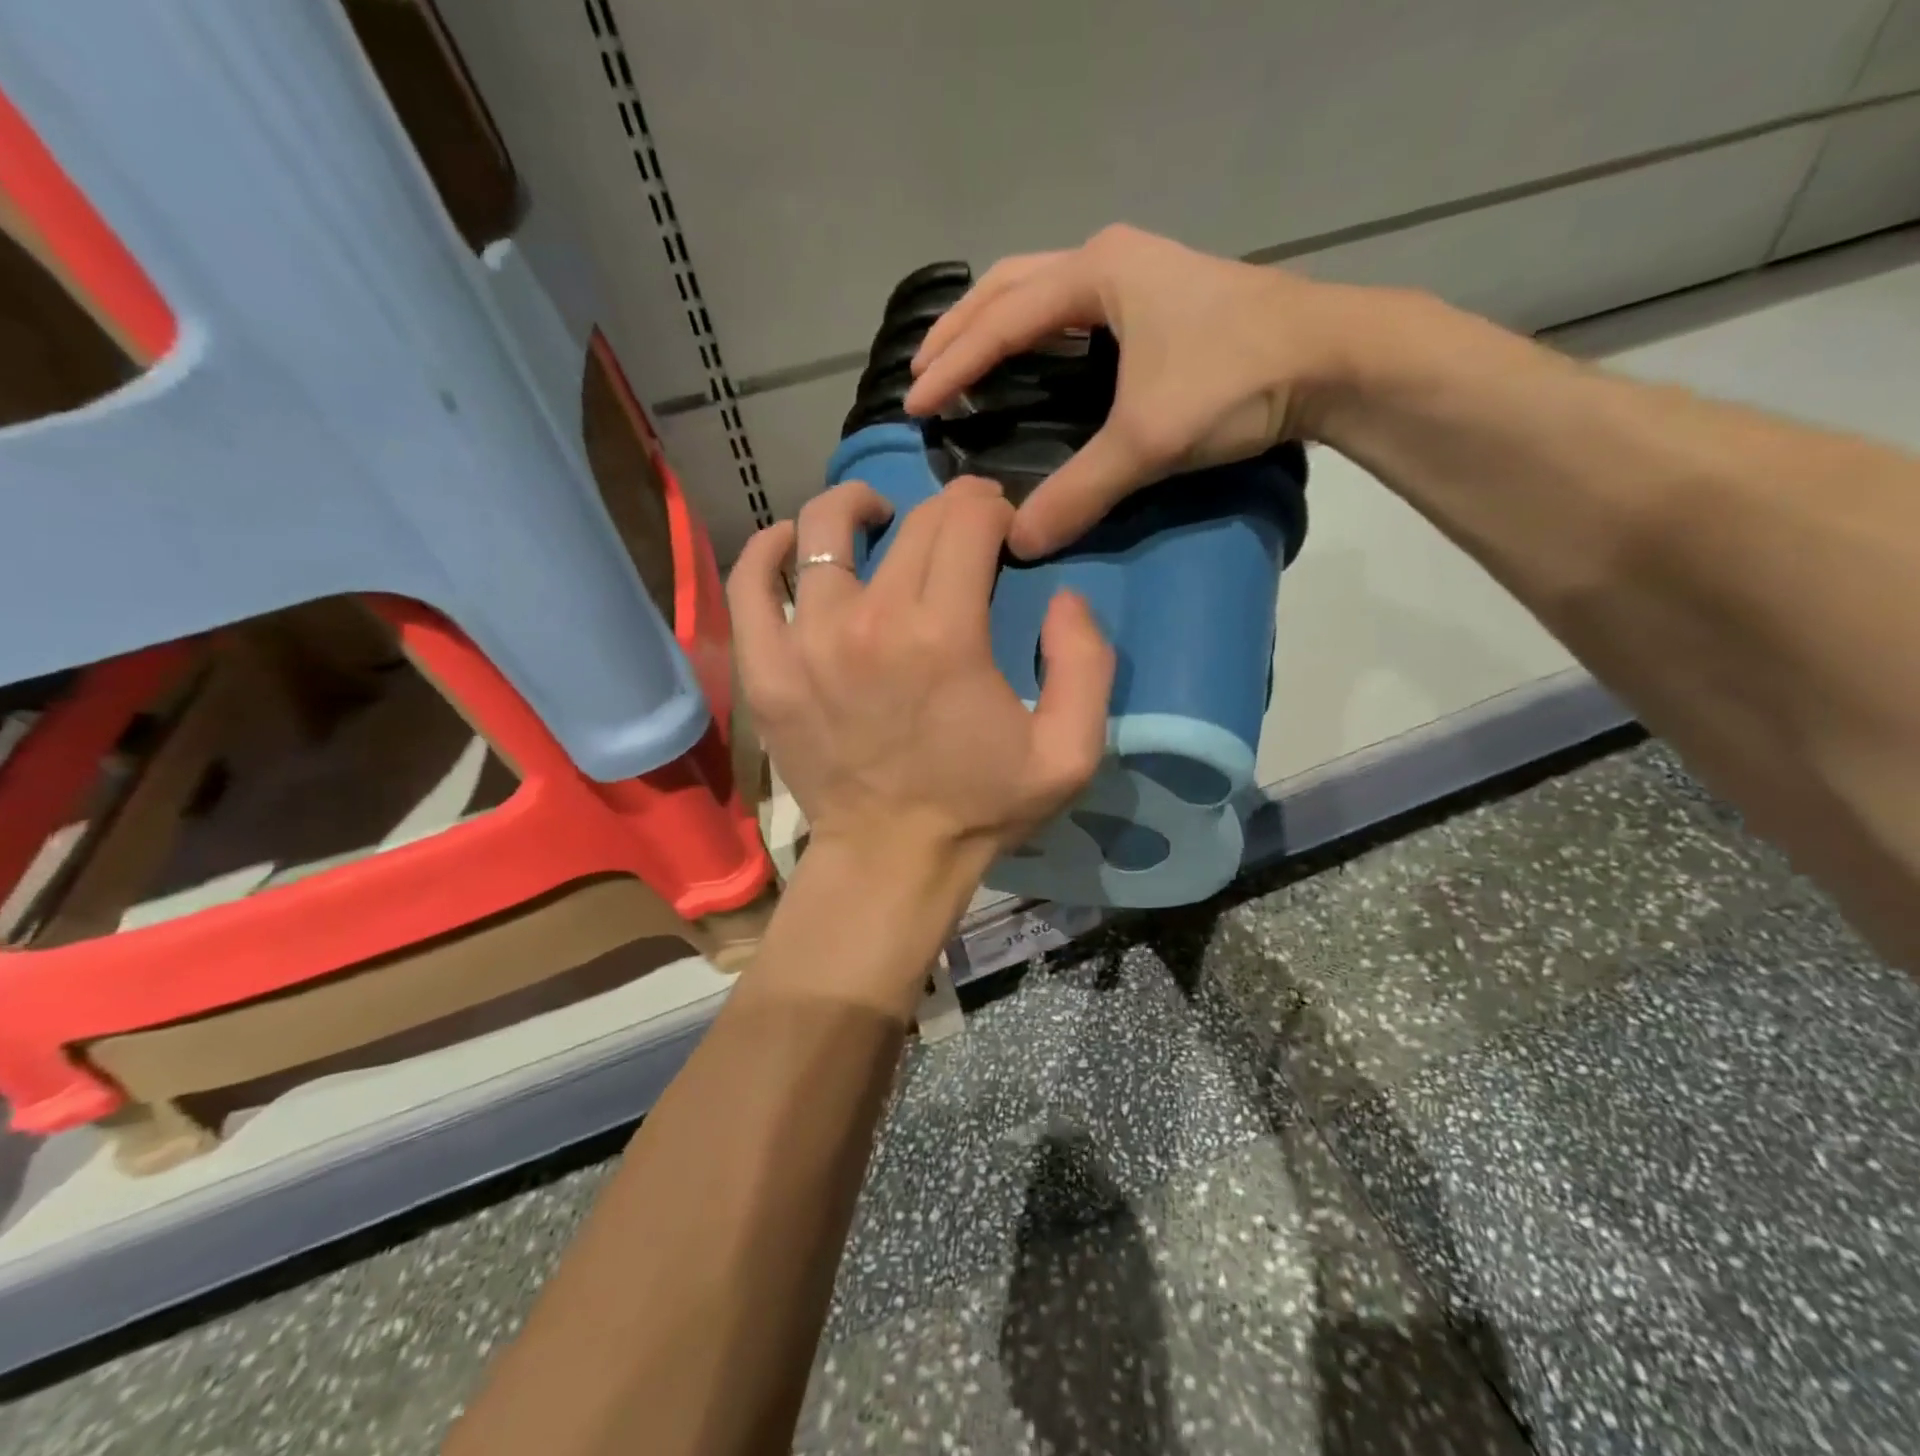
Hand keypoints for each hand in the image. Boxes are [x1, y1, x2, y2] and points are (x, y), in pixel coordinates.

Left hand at [727, 476, 1114, 878]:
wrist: (891, 860)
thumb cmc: (980, 808)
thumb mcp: (1068, 753)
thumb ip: (1086, 664)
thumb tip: (1063, 595)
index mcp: (945, 635)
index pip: (967, 520)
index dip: (992, 509)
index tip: (1001, 531)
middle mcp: (870, 622)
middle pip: (910, 522)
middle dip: (947, 510)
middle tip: (961, 532)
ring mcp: (805, 642)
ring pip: (821, 530)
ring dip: (859, 508)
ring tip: (879, 520)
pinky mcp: (765, 669)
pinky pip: (750, 581)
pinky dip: (770, 549)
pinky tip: (793, 545)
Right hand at [905, 223, 1353, 558]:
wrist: (1333, 358)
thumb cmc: (1235, 381)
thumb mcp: (1147, 440)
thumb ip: (1079, 491)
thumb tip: (1018, 543)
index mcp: (1096, 274)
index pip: (1002, 321)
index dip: (953, 365)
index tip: (913, 403)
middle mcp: (1109, 260)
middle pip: (1010, 287)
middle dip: (961, 329)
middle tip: (923, 373)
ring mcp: (1138, 273)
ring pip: (1041, 290)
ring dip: (996, 323)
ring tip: (960, 362)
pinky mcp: (1158, 298)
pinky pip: (1072, 309)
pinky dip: (1035, 333)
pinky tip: (1029, 363)